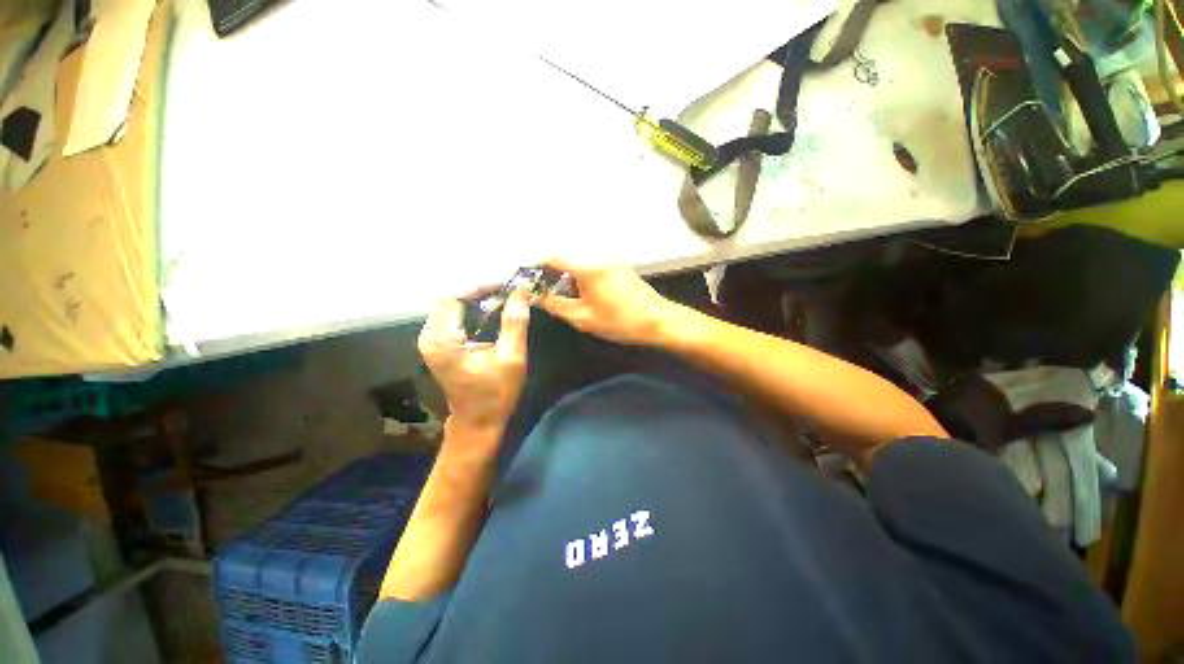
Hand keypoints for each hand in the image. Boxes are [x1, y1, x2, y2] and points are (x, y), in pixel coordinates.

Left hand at [417, 289, 530, 431]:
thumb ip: (515, 322)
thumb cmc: (495, 393)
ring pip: (451, 306)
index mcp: (442, 340)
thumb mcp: (511, 358)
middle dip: (479, 292)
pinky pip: (453, 317)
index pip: (453, 297)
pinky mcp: (439, 345)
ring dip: (476, 300)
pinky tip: (493, 314)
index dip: (479, 287)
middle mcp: (430, 337)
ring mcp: (432, 341)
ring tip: (504, 301)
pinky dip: (472, 311)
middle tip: (508, 293)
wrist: (478, 422)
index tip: (506, 287)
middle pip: (450, 299)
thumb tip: (522, 290)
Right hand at [537, 258, 675, 345]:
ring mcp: (612, 262)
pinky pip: (594, 268)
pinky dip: (583, 279)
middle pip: (568, 259)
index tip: (528, 278)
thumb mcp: (583, 318)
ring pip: (581, 265)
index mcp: (589, 268)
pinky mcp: (620, 268)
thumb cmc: (620, 322)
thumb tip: (536, 297)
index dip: (538, 265)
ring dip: (569, 277)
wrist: (659, 321)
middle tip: (546, 294)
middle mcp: (600, 258)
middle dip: (553, 274)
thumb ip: (556, 305)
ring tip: (566, 298)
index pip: (554, 257)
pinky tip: (586, 297)